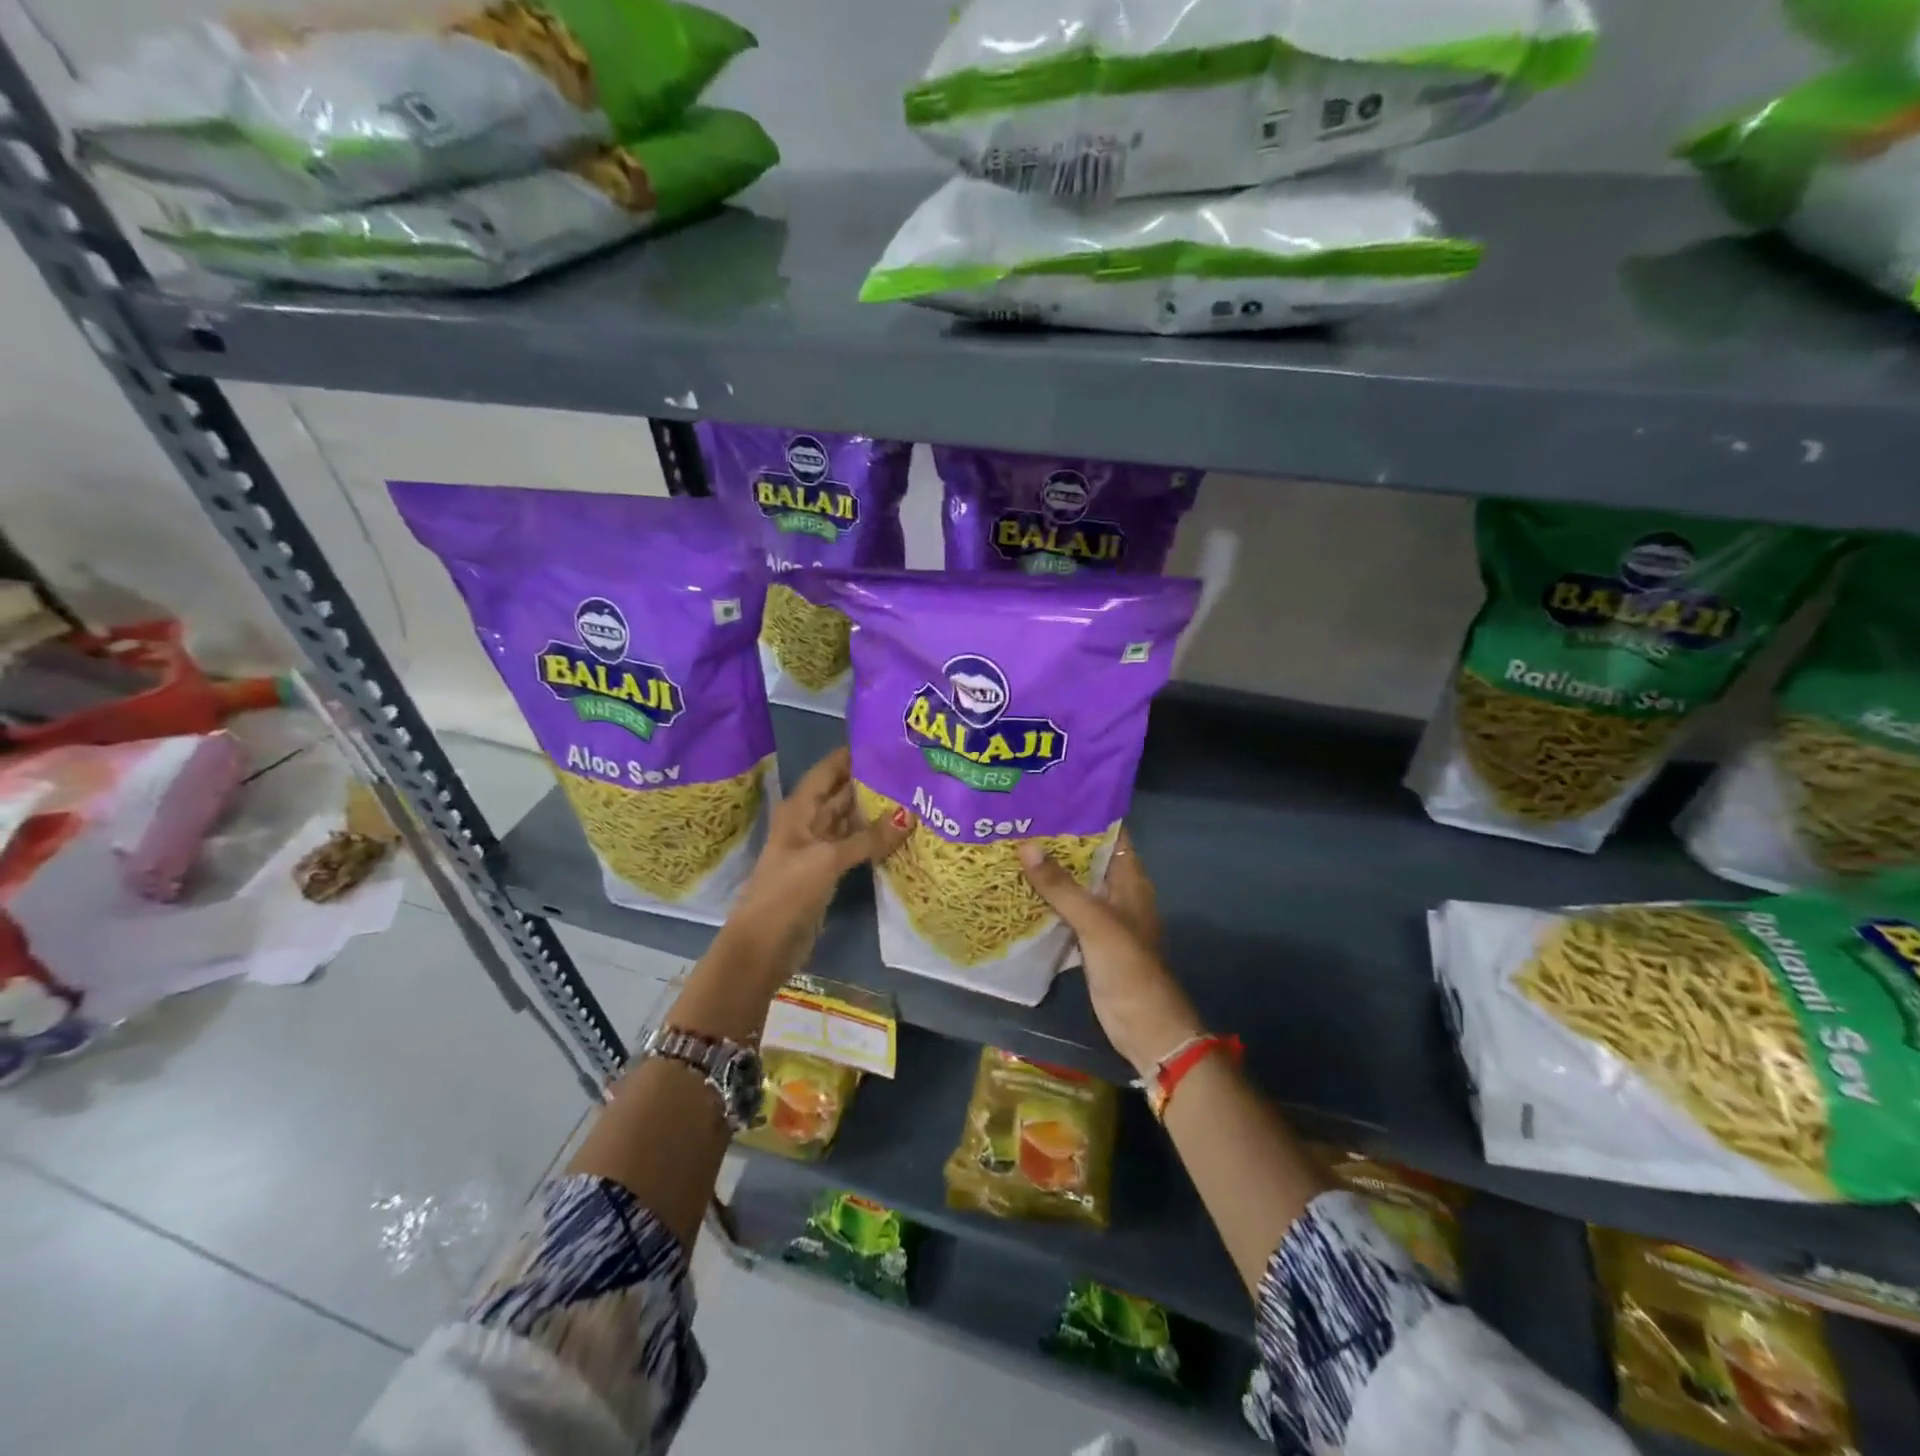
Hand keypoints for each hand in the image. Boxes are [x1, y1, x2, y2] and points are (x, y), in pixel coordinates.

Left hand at [735, 747, 912, 944]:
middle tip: (912, 770)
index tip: (888, 742)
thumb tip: (910, 815)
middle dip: (871, 781)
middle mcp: (808, 821)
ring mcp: (818, 847)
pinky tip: (900, 832)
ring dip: (875, 810)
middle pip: (842, 793)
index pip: (829, 769)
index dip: (853, 754)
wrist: (765, 943)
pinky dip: (873, 838)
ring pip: (850, 820)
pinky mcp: (828, 871)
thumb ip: (869, 837)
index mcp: (800, 808)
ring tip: (914, 795)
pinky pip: (854, 845)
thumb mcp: (828, 859)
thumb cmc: (788, 891)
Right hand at [1018, 828, 1203, 1077]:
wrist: (1145, 1027)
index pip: (1110, 833)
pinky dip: (1046, 900)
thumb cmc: (1128, 968)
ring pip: (1073, 885)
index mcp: (1129, 879)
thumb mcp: (1094, 922)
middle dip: (1056, 841)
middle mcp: (1117, 892)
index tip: (1047, 797)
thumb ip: (1061, 886)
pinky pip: (1065, 911)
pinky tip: (1017, 889)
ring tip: (1010, 846)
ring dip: (1048, 870)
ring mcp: (1103, 917)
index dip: (1083, 813)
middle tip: (1017, 820)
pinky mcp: (1089, 940)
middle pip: (1087, 857)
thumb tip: (1026, 845)